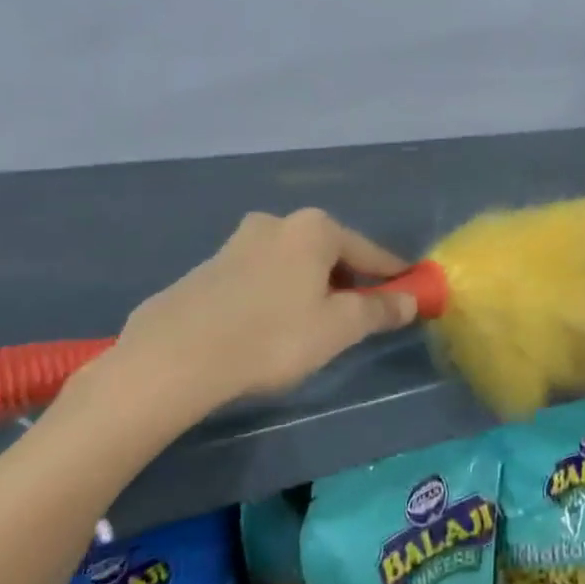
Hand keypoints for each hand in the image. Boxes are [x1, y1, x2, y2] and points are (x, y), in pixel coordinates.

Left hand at [75, 209, 417, 445]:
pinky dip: (274, 297)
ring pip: (291, 265)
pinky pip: (258, 279)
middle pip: (328, 254)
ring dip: (309, 289)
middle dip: (347, 282)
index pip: (369, 252)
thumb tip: (411, 300)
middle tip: (357, 318)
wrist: (173, 359)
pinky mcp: (206, 269)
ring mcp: (235, 243)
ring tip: (309, 329)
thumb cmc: (272, 337)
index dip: (393, 275)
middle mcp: (276, 223)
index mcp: (314, 228)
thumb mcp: (339, 328)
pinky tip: (265, 330)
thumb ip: (379, 310)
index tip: (410, 292)